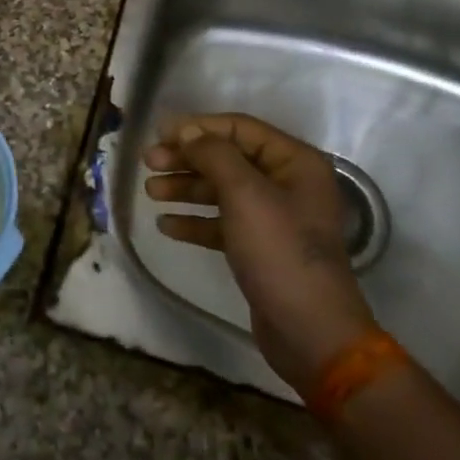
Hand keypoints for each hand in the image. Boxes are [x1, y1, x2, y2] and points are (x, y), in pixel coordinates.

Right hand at [145, 114, 376, 386]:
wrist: (310, 331)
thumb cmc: (280, 251)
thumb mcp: (245, 194)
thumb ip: (214, 155)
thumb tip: (188, 131)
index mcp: (295, 162)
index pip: (240, 128)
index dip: (198, 127)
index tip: (159, 133)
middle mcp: (287, 184)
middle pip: (228, 158)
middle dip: (187, 159)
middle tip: (149, 163)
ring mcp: (274, 218)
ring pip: (221, 191)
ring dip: (185, 188)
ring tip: (151, 192)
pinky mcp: (260, 248)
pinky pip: (223, 223)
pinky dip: (195, 221)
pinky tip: (166, 226)